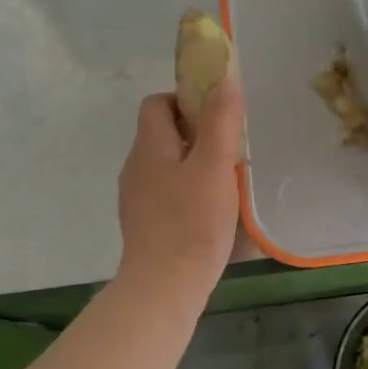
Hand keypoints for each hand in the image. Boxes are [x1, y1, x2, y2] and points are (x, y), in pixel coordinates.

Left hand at [116, 79, 243, 303]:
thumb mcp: (214, 166)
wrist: (164, 287)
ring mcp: (137, 199)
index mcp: (149, 147)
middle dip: (198, 135)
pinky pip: (169, 194)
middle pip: (164, 134)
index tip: (217, 116)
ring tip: (228, 183)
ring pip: (168, 166)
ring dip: (197, 166)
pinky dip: (190, 193)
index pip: (157, 103)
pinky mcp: (145, 225)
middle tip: (230, 151)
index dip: (186, 99)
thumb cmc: (192, 222)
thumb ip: (220, 121)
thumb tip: (223, 81)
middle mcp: (136, 168)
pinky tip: (213, 213)